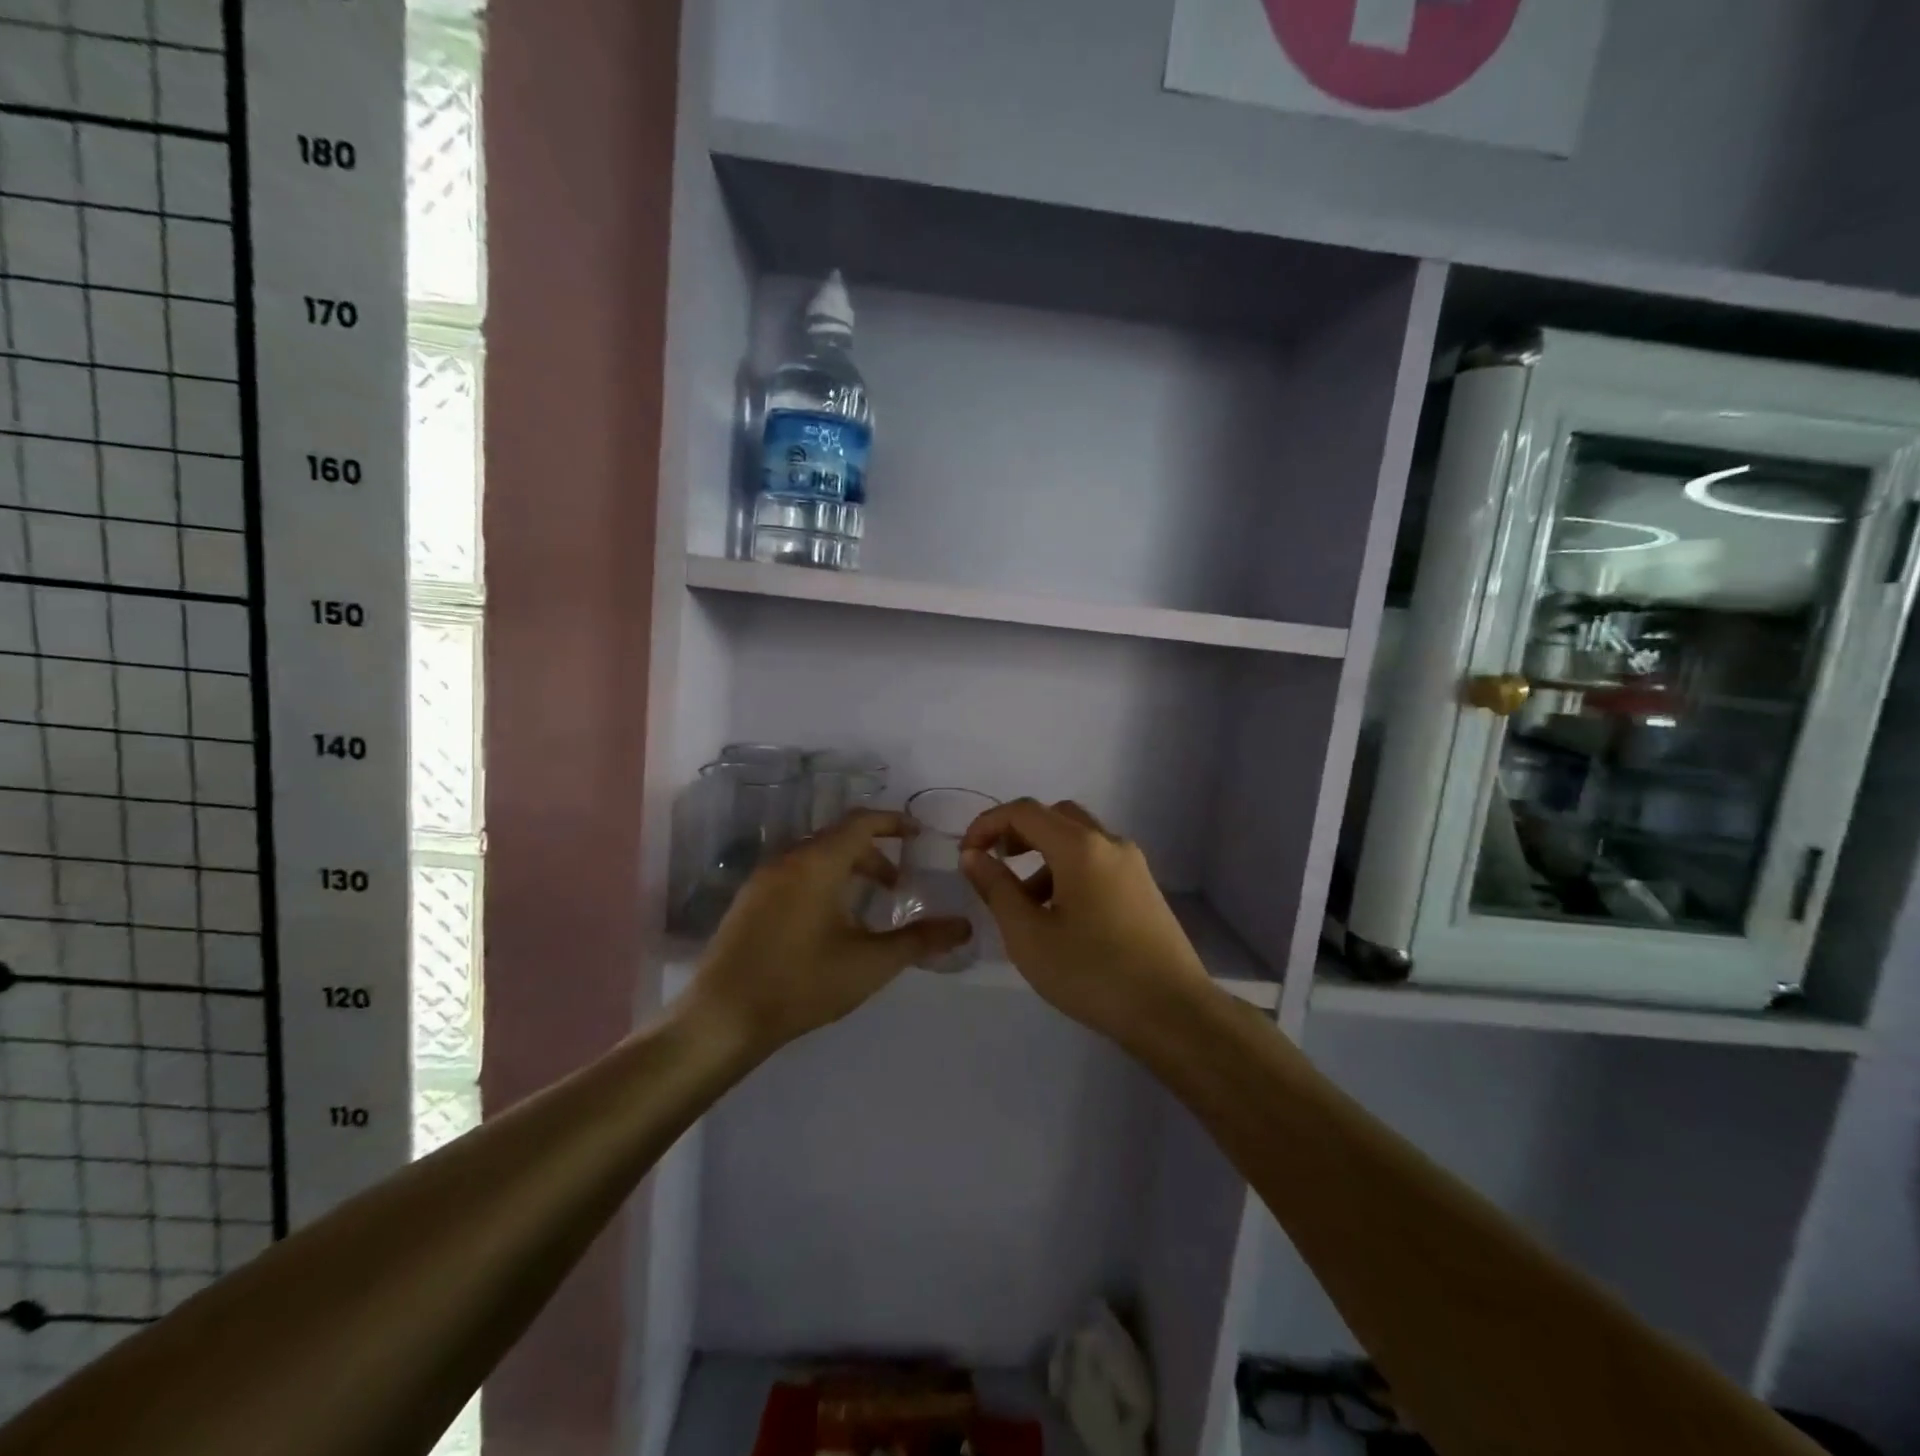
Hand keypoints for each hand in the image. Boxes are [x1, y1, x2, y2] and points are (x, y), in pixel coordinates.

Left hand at [687, 810, 972, 1052]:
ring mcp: (763, 880)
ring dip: (846, 869)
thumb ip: (919, 940)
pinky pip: (794, 874)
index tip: (918, 835)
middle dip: (873, 854)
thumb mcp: (870, 963)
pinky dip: (821, 881)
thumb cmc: (802, 984)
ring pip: (814, 857)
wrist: (723, 1018)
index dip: (893, 822)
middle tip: (898, 884)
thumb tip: (964, 926)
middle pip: (838, 839)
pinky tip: (829, 923)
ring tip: (867, 905)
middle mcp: (788, 860)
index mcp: (818, 864)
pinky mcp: (748, 901)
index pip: (861, 822)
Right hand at [959, 799, 1212, 1041]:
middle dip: (1018, 832)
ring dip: (1044, 856)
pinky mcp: (1144, 889)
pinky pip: (1097, 862)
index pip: (1024, 811)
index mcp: (1080, 846)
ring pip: (1079, 840)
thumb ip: (997, 888)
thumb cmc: (1092, 972)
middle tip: (994, 862)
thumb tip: (973, 855)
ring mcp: (1133, 866)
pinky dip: (1068, 871)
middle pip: (1056, 816)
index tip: (965, 854)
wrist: (1173, 1012)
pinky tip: (1059, 916)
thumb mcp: (1028, 935)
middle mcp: (1110, 843)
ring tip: (1022, 902)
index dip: (987, 824)